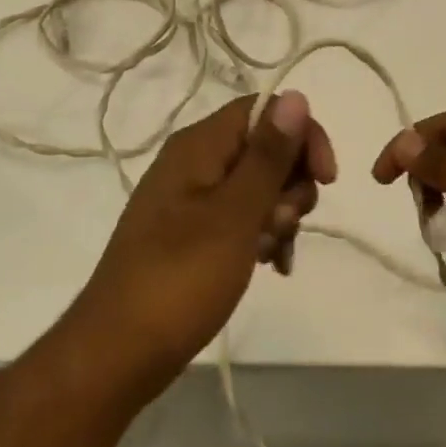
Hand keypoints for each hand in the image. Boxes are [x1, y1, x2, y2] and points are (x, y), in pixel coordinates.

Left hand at [70, 91, 334, 399]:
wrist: (118, 352)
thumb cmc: (180, 278)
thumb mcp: (234, 214)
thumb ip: (267, 155)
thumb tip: (295, 94)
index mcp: (199, 145)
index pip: (264, 110)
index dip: (302, 135)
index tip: (327, 179)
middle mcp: (194, 161)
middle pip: (263, 146)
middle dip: (291, 182)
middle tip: (284, 223)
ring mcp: (191, 199)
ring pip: (257, 185)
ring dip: (280, 214)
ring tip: (273, 253)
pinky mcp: (191, 233)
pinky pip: (240, 217)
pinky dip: (262, 235)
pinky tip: (272, 267)